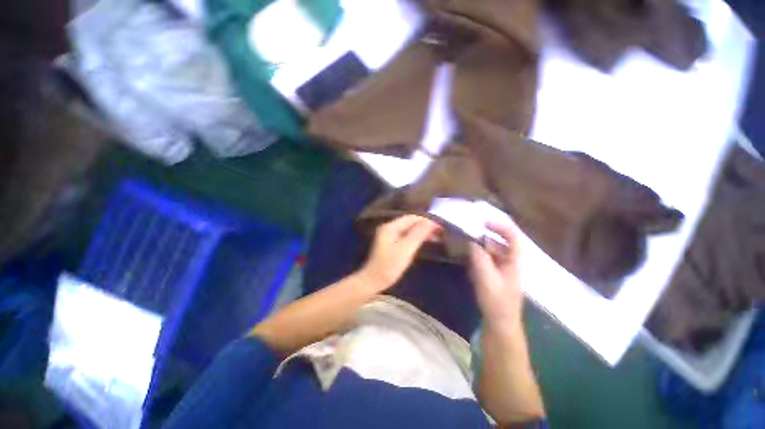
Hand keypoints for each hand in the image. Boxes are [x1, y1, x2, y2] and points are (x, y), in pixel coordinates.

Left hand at [360, 215, 440, 290]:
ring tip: (436, 237)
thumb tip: (431, 222)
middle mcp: (389, 227)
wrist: (373, 281)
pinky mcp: (390, 242)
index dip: (427, 221)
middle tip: (440, 233)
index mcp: (390, 226)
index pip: (412, 218)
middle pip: (410, 222)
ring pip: (409, 228)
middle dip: (425, 225)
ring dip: (422, 231)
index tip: (440, 227)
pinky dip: (416, 237)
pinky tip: (424, 241)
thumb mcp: (406, 249)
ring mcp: (388, 235)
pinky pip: (406, 235)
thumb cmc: (390, 265)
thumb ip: (418, 233)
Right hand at [469, 222, 523, 330]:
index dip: (500, 226)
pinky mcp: (496, 274)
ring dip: (482, 243)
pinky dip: (479, 253)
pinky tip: (469, 256)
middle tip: (471, 229)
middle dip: (487, 233)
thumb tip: (472, 240)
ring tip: (467, 239)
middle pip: (502, 241)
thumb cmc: (496, 300)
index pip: (513, 236)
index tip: (483, 222)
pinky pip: (488, 258)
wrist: (500, 323)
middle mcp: (511, 261)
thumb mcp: (486, 277)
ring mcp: (504, 268)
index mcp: (514, 260)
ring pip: (494, 249)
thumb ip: (479, 256)